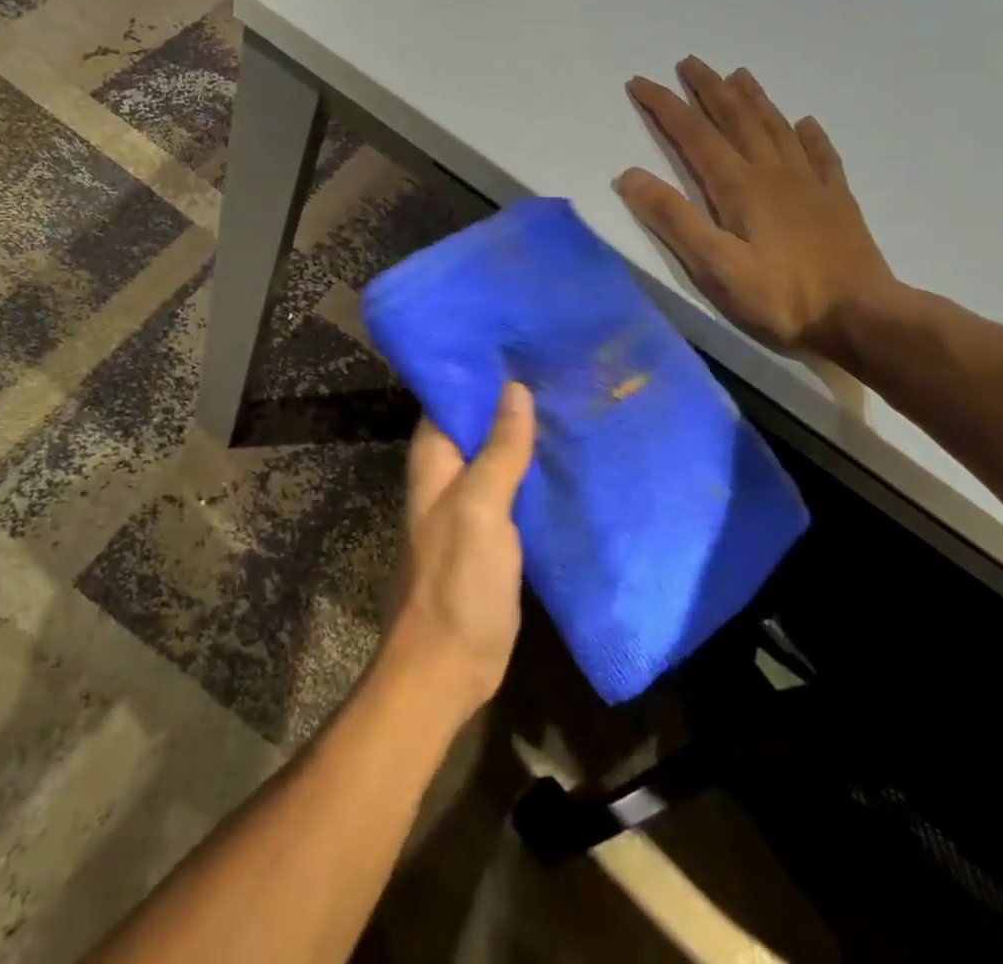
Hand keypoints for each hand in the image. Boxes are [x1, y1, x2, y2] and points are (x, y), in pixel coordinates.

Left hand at [387, 383, 536, 718]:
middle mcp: (448, 471)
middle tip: (555, 360)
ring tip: (568, 392)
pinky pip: (513, 482)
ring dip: (524, 428)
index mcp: (434, 457)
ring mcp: (471, 500)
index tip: (517, 339)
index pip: (450, 395)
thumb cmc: (457, 579)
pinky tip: (567, 449)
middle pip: (477, 420)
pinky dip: (534, 464)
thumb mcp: (481, 507)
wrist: (450, 663)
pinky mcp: (494, 527)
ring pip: (498, 450)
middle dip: (509, 394)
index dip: (478, 368)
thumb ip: (499, 450)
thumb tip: (515, 388)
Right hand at [619, 57, 896, 359]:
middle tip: (689, 62)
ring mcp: (809, 183)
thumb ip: (673, 218)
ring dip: (753, 99)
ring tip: (738, 74)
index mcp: (738, 186)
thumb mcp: (713, 265)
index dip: (664, 106)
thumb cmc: (779, 297)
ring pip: (776, 127)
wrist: (861, 317)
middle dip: (708, 88)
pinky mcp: (836, 200)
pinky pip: (821, 154)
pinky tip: (806, 122)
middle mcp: (773, 172)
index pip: (693, 135)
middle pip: (735, 118)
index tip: (640, 81)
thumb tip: (629, 175)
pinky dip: (809, 134)